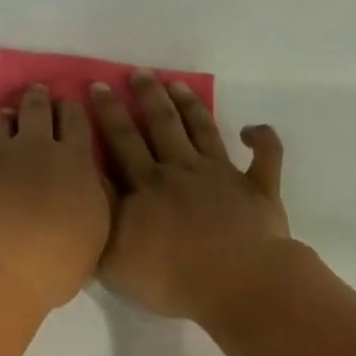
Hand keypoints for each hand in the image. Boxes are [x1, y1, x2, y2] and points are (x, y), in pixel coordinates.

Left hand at [0, 86, 111, 311]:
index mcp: (76, 163)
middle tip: (38, 94)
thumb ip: (88, 202)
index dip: (73, 110)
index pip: (77, 121)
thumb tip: (83, 188)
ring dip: (7, 116)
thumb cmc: (54, 263)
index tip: (70, 106)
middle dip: (39, 99)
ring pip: (2, 120)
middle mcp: (36, 148)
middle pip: (37, 109)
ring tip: (6, 118)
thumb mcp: (92, 235)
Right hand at [92, 72, 289, 321]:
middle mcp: (182, 170)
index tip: (98, 86)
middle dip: (146, 97)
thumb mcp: (113, 255)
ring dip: (190, 106)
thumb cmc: (170, 277)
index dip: (108, 114)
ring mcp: (223, 176)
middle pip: (161, 126)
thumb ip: (101, 215)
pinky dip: (262, 139)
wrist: (235, 283)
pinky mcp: (258, 190)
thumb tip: (90, 179)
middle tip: (138, 72)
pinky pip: (264, 157)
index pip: (121, 142)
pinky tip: (252, 129)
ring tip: (177, 84)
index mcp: (147, 185)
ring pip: (203, 131)